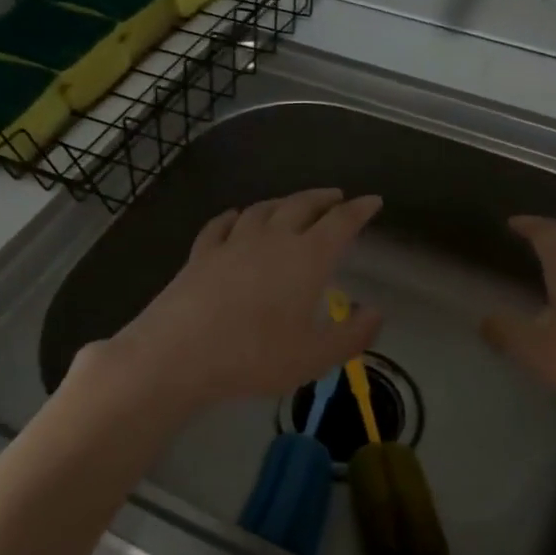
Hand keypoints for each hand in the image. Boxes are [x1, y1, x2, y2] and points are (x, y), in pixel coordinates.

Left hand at [88, 188, 384, 416]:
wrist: (179, 353)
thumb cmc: (255, 356)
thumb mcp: (315, 357)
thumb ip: (352, 335)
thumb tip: (376, 312)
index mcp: (307, 258)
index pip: (340, 223)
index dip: (359, 210)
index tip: (372, 200)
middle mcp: (272, 239)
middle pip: (302, 206)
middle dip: (323, 199)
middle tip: (336, 197)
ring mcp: (232, 243)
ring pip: (263, 210)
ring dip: (283, 202)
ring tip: (293, 204)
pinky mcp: (200, 254)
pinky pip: (221, 225)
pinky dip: (234, 216)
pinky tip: (235, 216)